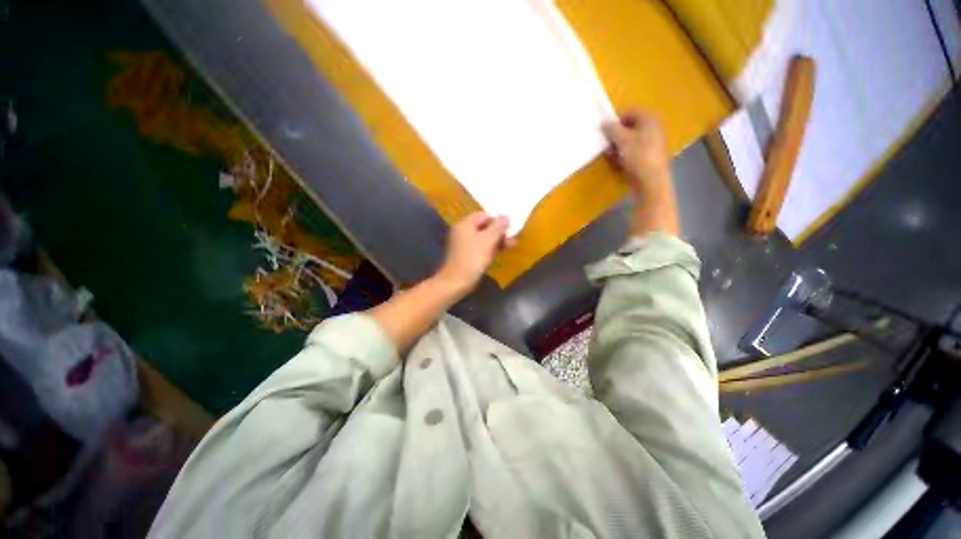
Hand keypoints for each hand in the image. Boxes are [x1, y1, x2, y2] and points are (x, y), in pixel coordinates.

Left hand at [434, 211, 510, 295]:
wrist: (456, 282)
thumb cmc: (473, 259)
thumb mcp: (488, 240)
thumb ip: (498, 227)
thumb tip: (506, 216)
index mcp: (465, 224)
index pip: (484, 215)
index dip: (498, 220)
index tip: (510, 228)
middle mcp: (463, 230)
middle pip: (484, 226)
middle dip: (499, 231)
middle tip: (513, 239)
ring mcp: (464, 243)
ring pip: (484, 237)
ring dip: (497, 240)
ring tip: (511, 246)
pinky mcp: (466, 254)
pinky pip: (481, 246)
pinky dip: (491, 248)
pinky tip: (501, 252)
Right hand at [602, 112, 670, 194]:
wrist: (652, 183)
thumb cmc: (638, 155)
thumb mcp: (620, 138)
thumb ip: (610, 128)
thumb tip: (605, 124)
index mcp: (650, 120)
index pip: (631, 112)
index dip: (617, 118)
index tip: (607, 127)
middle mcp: (655, 131)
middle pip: (632, 128)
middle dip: (618, 134)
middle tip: (607, 141)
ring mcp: (655, 147)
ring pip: (633, 142)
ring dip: (620, 146)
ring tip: (610, 154)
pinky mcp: (652, 161)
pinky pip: (636, 154)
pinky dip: (626, 157)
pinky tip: (617, 163)